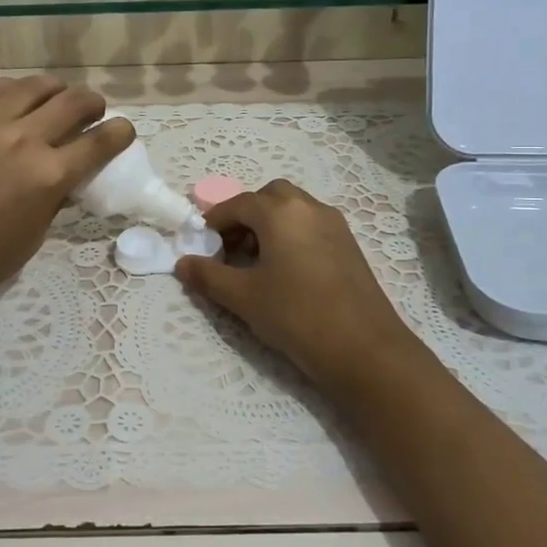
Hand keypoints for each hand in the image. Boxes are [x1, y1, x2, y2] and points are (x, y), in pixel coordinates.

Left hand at [0, 77, 134, 323]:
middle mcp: (23, 139)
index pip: (100, 141)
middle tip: (94, 113)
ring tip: (58, 100)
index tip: (124, 132)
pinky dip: (16, 89)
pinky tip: (18, 99)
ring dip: (57, 90)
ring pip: (35, 86)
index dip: (120, 133)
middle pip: (73, 102)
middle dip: (94, 104)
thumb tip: (66, 176)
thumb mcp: (32, 237)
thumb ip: (55, 198)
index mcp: (48, 176)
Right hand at [175, 179, 424, 391]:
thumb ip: (208, 276)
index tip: (201, 245)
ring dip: (269, 225)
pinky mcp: (349, 245)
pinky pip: (311, 226)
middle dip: (245, 216)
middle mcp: (310, 208)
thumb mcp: (244, 297)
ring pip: (293, 210)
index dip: (214, 221)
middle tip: (230, 249)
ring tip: (255, 263)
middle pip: (269, 197)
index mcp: (281, 212)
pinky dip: (291, 235)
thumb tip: (182, 263)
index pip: (238, 204)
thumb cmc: (296, 315)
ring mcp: (335, 225)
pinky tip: (285, 272)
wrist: (364, 349)